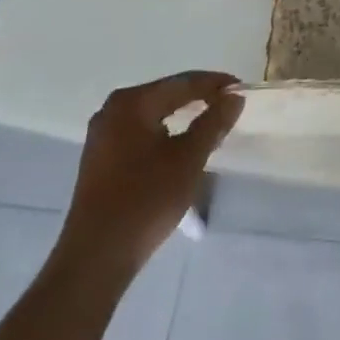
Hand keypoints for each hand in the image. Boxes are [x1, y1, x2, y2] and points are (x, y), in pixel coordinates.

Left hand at [52, 71, 243, 285]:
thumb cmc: (146, 200)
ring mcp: (102, 135)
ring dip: (183, 116)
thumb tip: (234, 96)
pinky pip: (141, 132)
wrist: (97, 257)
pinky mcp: (101, 158)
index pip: (183, 82)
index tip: (242, 89)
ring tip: (211, 125)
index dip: (215, 84)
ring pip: (153, 114)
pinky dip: (165, 133)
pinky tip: (182, 145)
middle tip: (230, 106)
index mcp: (131, 103)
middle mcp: (112, 110)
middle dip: (199, 99)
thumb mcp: (189, 158)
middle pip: (166, 94)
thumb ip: (213, 122)